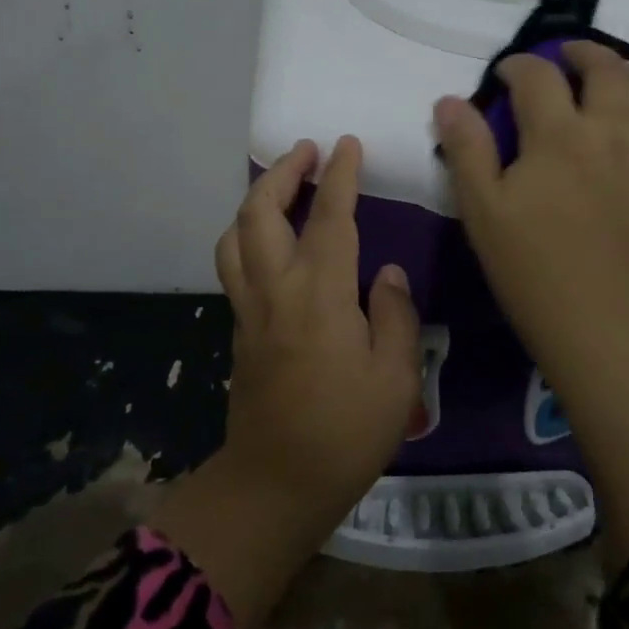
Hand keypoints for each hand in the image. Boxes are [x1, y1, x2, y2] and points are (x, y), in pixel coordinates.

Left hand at [153, 137, 419, 628]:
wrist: (277, 484)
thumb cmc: (345, 432)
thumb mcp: (395, 378)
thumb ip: (394, 315)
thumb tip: (386, 274)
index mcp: (319, 295)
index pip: (329, 218)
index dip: (338, 176)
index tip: (346, 144)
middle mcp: (276, 289)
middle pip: (260, 213)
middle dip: (281, 172)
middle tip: (306, 152)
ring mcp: (249, 308)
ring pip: (235, 236)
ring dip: (255, 201)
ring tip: (282, 187)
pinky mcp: (239, 329)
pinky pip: (234, 264)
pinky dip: (247, 234)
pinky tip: (270, 240)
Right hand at [432, 42, 628, 375]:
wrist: (598, 323)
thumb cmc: (530, 267)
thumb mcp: (481, 208)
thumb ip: (466, 148)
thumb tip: (449, 100)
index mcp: (559, 136)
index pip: (538, 76)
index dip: (518, 65)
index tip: (506, 74)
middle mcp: (614, 134)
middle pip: (609, 70)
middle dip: (585, 52)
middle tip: (568, 56)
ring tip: (622, 75)